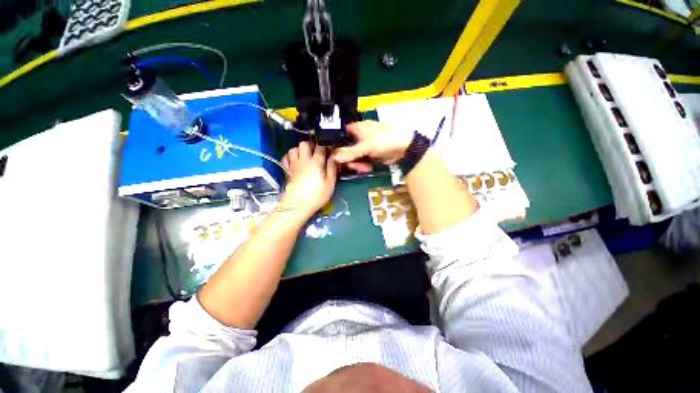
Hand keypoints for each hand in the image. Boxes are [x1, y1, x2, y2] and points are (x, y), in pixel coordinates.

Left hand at [280, 142, 337, 218]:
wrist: (297, 205)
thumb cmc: (316, 195)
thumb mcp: (330, 183)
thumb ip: (332, 169)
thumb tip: (333, 158)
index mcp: (316, 162)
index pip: (320, 148)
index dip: (325, 147)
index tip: (329, 150)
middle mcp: (303, 160)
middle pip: (304, 144)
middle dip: (311, 145)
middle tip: (316, 151)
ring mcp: (293, 165)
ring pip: (293, 149)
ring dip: (299, 150)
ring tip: (305, 156)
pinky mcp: (287, 171)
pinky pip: (285, 158)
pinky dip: (290, 157)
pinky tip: (295, 161)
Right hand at [334, 121, 412, 172]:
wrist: (404, 148)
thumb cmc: (386, 139)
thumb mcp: (367, 146)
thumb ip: (351, 152)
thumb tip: (335, 157)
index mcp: (357, 129)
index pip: (340, 135)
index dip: (336, 145)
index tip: (335, 155)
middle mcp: (359, 137)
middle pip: (346, 150)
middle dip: (349, 159)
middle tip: (353, 164)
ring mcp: (364, 147)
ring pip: (353, 158)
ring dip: (357, 164)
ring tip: (364, 167)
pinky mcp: (369, 156)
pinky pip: (361, 162)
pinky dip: (364, 166)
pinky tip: (368, 168)